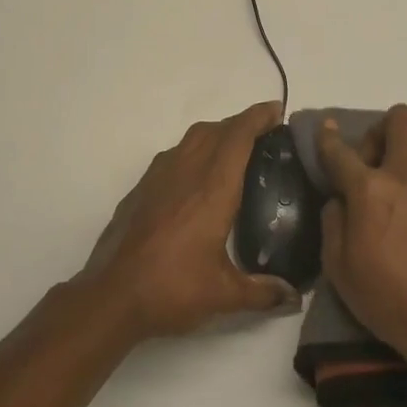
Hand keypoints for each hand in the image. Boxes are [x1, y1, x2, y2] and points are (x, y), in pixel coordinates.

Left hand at [83, 101, 299, 339]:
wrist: (113, 295)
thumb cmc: (173, 288)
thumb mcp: (224, 294)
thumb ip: (263, 291)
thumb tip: (293, 296)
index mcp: (212, 188)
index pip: (238, 136)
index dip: (258, 117)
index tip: (276, 111)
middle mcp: (186, 172)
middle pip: (215, 130)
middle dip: (241, 124)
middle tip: (263, 135)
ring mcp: (158, 178)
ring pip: (191, 139)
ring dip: (215, 134)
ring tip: (232, 152)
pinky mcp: (140, 189)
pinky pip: (172, 156)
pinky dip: (192, 152)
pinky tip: (196, 178)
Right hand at [316, 105, 406, 380]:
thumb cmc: (388, 300)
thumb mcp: (339, 268)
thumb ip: (334, 222)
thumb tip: (340, 200)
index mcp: (371, 190)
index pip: (340, 150)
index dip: (327, 137)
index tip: (325, 128)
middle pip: (402, 119)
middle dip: (382, 128)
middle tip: (374, 161)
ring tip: (402, 183)